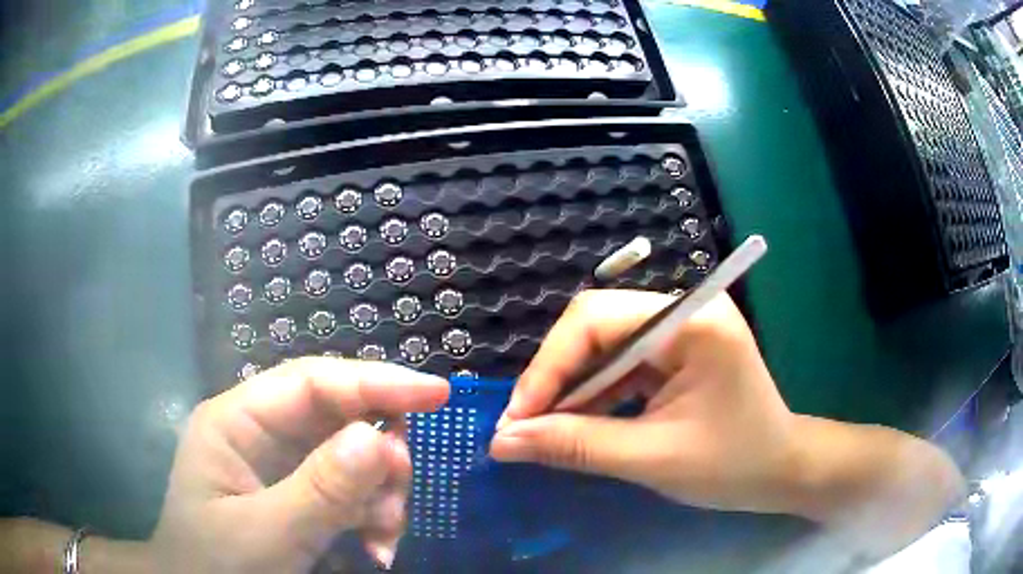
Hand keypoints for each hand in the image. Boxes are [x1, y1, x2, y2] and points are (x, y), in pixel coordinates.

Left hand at [148, 358, 448, 572]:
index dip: (374, 381)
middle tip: (399, 495)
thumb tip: (380, 439)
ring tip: (384, 537)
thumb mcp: (267, 535)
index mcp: (235, 421)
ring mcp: (281, 463)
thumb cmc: (218, 564)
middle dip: (378, 455)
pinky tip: (376, 546)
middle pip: (338, 416)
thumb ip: (319, 491)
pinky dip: (373, 515)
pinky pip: (351, 489)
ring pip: (352, 455)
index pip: (311, 381)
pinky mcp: (299, 492)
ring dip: (380, 494)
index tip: (438, 394)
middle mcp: (260, 431)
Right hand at [490, 290, 800, 514]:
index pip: (596, 320)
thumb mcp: (652, 458)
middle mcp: (685, 310)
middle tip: (524, 427)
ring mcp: (681, 328)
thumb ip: (576, 446)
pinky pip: (619, 363)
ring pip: (602, 345)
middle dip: (555, 378)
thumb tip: (503, 441)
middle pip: (595, 326)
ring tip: (544, 431)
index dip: (547, 367)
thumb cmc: (732, 466)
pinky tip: (577, 423)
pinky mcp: (676, 350)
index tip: (516, 420)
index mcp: (692, 323)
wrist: (780, 471)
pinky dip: (593, 394)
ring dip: (570, 388)